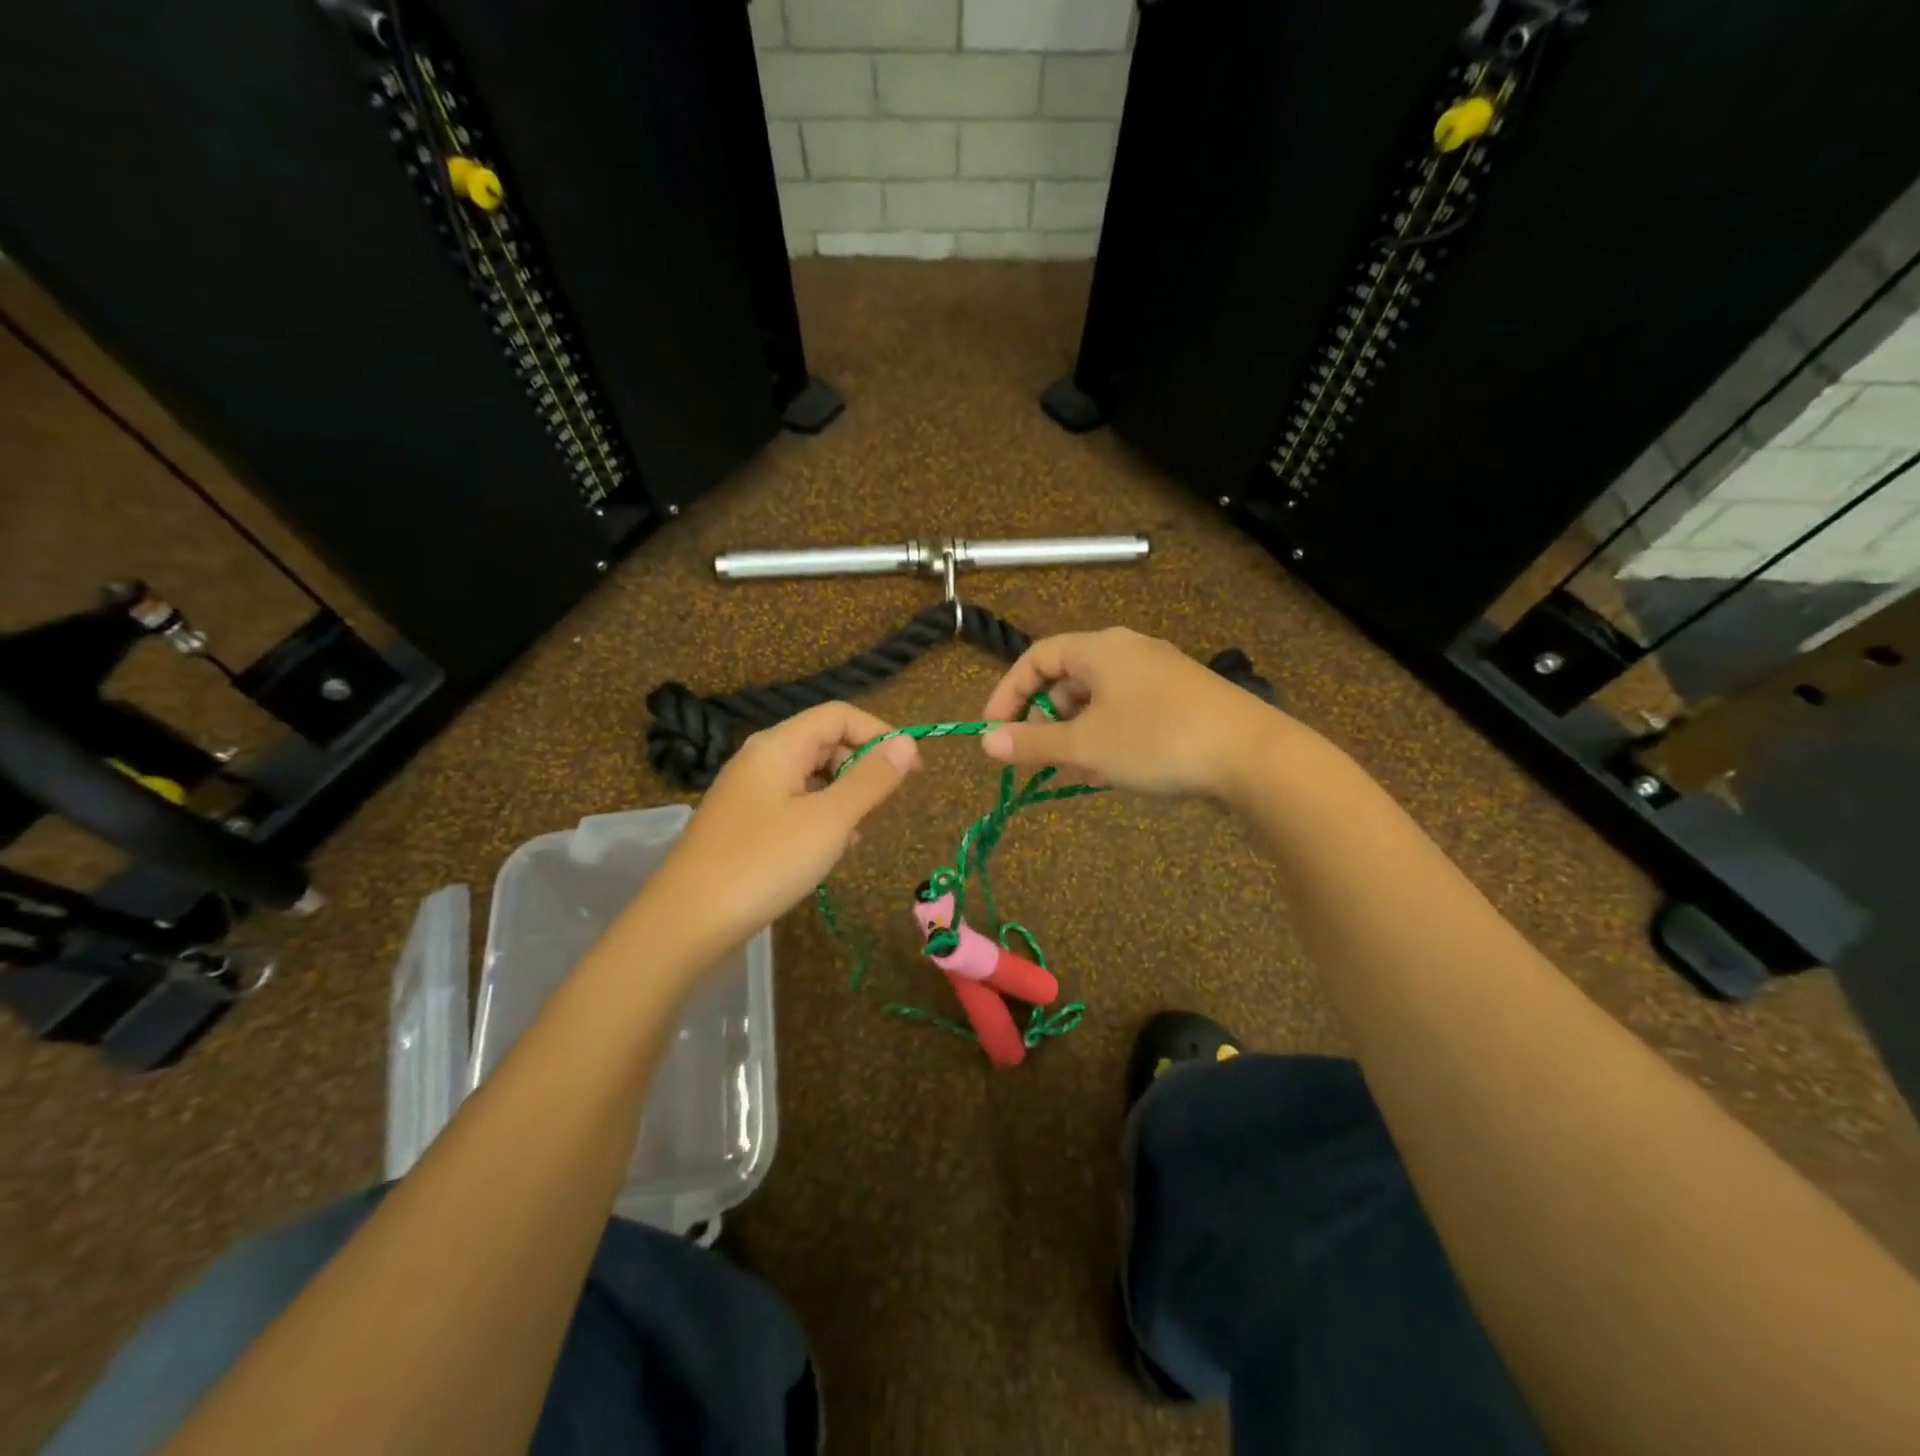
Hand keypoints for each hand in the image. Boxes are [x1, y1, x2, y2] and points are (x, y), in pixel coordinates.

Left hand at [643, 702, 919, 952]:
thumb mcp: (828, 820)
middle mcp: (761, 760)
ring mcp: (749, 794)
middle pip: (824, 742)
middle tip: (885, 805)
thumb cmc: (763, 863)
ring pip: (811, 778)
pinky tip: (832, 851)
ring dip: (844, 796)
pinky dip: (821, 819)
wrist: (685, 923)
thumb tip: (907, 744)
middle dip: (861, 766)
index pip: (839, 715)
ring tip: (859, 834)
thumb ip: (871, 780)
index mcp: (778, 746)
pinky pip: (794, 806)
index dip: (879, 733)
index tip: (912, 769)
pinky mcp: (745, 826)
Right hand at [980, 627, 1288, 797]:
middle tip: (1039, 759)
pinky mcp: (1182, 698)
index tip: (994, 731)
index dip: (1008, 693)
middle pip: (1068, 679)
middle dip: (1046, 721)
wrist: (1253, 755)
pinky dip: (1109, 737)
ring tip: (1079, 773)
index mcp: (1100, 648)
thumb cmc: (1157, 740)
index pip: (1037, 657)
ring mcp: (1159, 673)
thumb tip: (985, 742)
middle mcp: (1128, 651)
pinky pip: (1128, 712)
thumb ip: (1032, 744)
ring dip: (1078, 735)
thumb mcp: (1086, 746)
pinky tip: (1114, 771)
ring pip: (1099, 701)